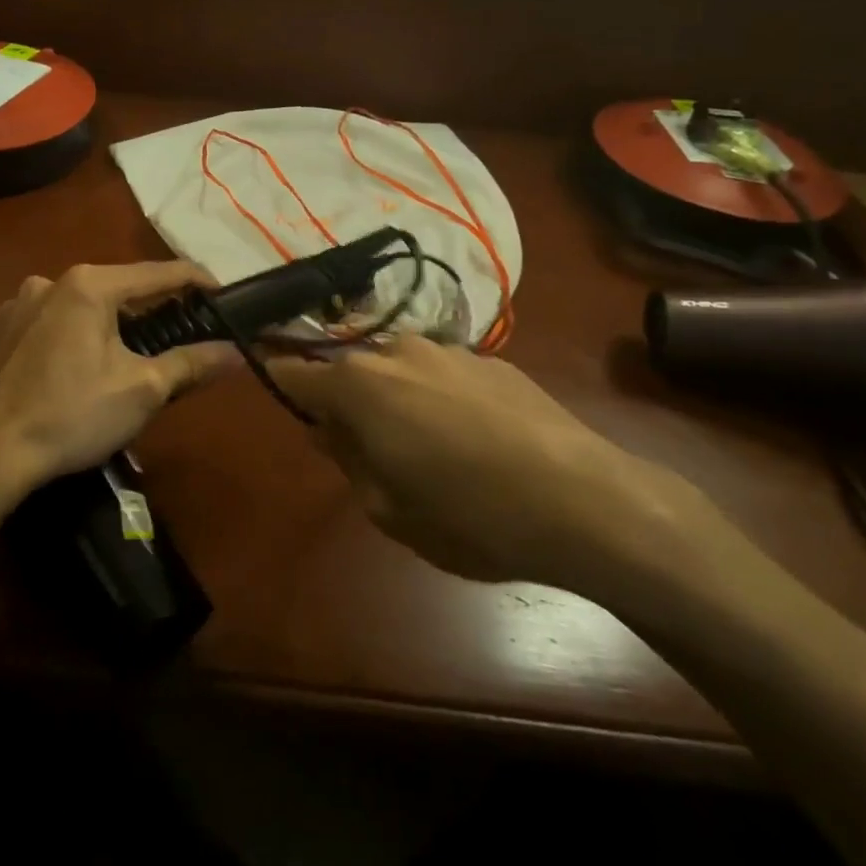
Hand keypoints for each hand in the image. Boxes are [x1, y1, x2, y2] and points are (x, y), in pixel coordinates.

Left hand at [0, 262, 240, 507]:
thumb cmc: (72, 416)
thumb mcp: (143, 390)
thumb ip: (192, 363)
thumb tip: (237, 351)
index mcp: (89, 285)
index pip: (159, 273)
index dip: (197, 281)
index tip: (223, 294)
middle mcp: (49, 281)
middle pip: (117, 288)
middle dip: (149, 310)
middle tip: (176, 336)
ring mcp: (15, 304)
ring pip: (78, 306)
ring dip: (105, 324)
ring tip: (122, 359)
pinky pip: (46, 324)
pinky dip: (68, 336)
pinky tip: (70, 370)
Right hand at [265, 336, 704, 594]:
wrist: (586, 501)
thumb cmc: (469, 515)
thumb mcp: (387, 509)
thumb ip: (347, 460)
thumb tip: (328, 430)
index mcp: (358, 385)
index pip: (294, 372)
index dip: (280, 384)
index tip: (281, 400)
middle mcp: (396, 351)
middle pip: (350, 371)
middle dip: (347, 403)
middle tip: (366, 450)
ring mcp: (449, 350)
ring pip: (400, 370)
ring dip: (397, 399)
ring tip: (428, 448)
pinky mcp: (495, 360)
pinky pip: (445, 375)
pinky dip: (441, 398)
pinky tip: (476, 441)